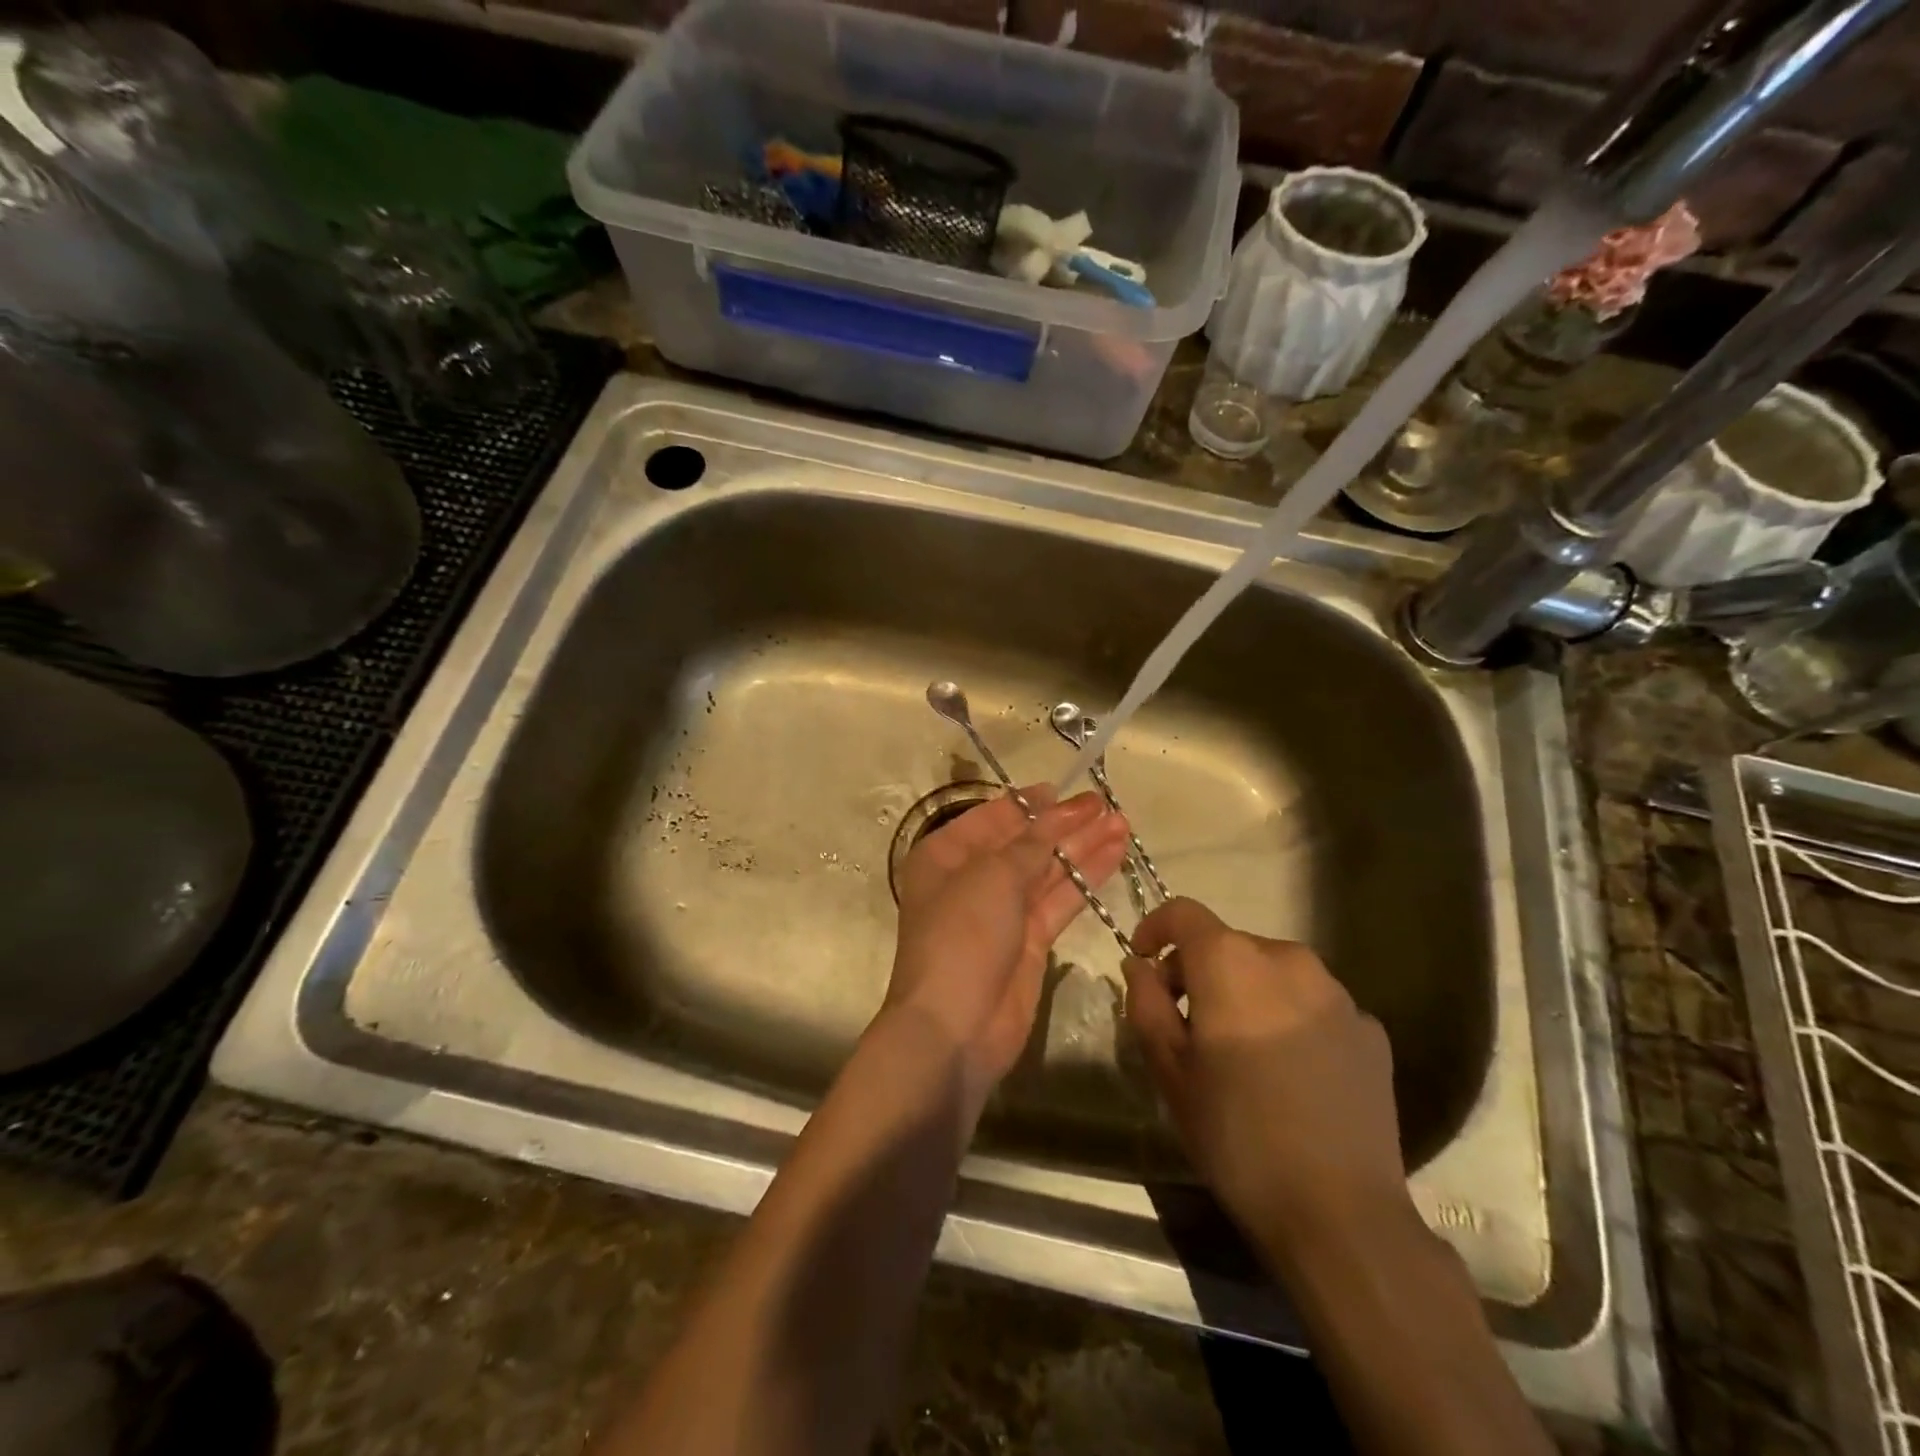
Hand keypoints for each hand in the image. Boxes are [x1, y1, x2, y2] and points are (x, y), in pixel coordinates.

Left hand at [886, 786, 1129, 1105]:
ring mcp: (1002, 912)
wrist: (955, 1026)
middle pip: (1024, 843)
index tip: (1065, 789)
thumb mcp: (993, 877)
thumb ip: (1032, 843)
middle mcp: (972, 878)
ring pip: (1047, 870)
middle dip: (1064, 824)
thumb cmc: (962, 935)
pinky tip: (1114, 855)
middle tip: (1106, 805)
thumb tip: (1058, 813)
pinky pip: (1060, 900)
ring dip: (1082, 847)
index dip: (1030, 803)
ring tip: (1122, 823)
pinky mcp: (1030, 941)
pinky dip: (1085, 878)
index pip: (992, 818)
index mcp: (945, 855)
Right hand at [1122, 899, 1408, 1262]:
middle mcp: (1288, 960)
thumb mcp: (1170, 1071)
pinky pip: (1313, 1004)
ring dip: (1246, 994)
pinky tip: (1290, 1074)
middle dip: (1199, 971)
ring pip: (1272, 972)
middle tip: (1186, 1024)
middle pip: (1229, 944)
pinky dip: (1289, 1018)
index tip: (1144, 963)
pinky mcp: (1371, 1029)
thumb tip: (1140, 966)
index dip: (1156, 928)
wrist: (1341, 1214)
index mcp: (1232, 963)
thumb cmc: (1236, 1135)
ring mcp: (1338, 994)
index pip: (1184, 913)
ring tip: (1240, 1052)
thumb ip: (1146, 1004)